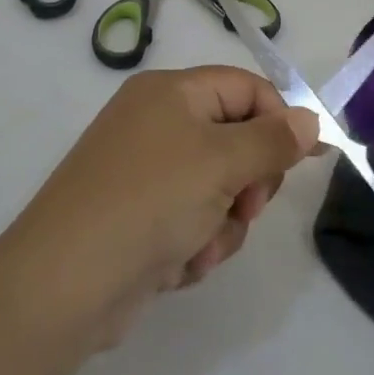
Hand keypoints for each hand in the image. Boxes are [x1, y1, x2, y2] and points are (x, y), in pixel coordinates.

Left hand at [7, 67, 319, 344]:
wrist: (62, 286)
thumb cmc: (150, 202)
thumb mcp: (223, 163)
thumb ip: (274, 140)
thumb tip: (311, 119)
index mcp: (172, 92)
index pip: (247, 88)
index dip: (281, 120)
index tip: (305, 161)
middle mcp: (157, 123)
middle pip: (236, 140)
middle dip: (248, 183)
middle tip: (245, 207)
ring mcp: (145, 172)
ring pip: (219, 188)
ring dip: (223, 223)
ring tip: (199, 246)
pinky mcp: (138, 217)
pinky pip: (192, 219)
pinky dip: (195, 243)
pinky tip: (175, 265)